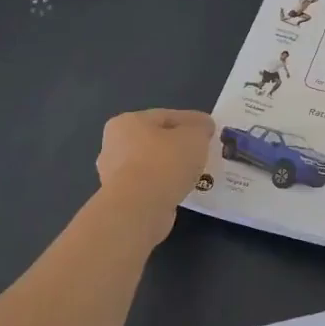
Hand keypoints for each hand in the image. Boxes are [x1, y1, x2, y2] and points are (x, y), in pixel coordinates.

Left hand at [96, 109, 215, 242]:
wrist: (139, 209)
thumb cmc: (164, 163)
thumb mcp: (194, 136)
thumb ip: (201, 128)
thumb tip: (203, 127)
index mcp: (127, 122)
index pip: (165, 116)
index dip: (191, 122)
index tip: (210, 130)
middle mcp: (114, 145)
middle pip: (155, 141)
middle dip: (178, 146)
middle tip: (203, 152)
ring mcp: (114, 175)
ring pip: (152, 165)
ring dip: (172, 169)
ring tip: (196, 174)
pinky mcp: (122, 199)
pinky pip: (151, 187)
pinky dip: (165, 187)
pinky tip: (182, 191)